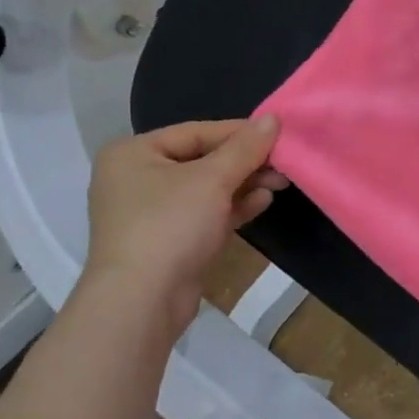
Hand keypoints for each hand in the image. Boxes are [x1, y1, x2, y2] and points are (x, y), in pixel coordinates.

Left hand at [82, 116, 287, 324]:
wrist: (143, 299)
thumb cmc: (170, 225)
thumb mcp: (212, 179)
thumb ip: (245, 148)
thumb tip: (273, 118)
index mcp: (134, 153)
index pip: (196, 132)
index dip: (240, 133)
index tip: (279, 135)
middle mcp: (137, 178)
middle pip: (203, 159)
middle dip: (245, 162)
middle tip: (284, 164)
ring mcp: (151, 212)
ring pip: (207, 188)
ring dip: (244, 184)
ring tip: (280, 183)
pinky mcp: (169, 240)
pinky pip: (206, 213)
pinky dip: (233, 207)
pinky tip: (262, 202)